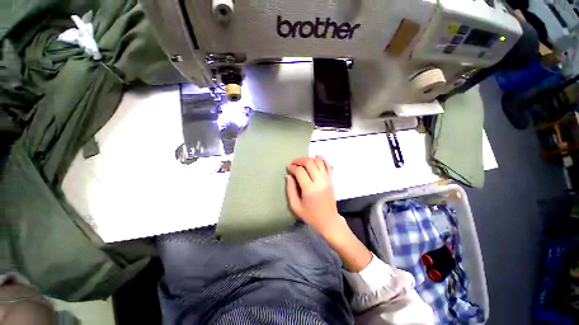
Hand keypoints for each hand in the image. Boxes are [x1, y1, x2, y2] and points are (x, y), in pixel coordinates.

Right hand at [285, 156, 343, 237]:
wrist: (329, 221)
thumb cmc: (310, 216)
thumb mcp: (295, 206)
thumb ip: (290, 190)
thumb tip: (288, 176)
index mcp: (309, 189)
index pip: (300, 171)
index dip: (292, 167)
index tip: (288, 167)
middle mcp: (319, 182)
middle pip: (310, 163)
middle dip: (300, 160)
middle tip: (294, 163)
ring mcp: (327, 180)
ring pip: (319, 162)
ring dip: (309, 158)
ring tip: (303, 162)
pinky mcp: (331, 180)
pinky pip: (328, 165)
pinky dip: (322, 159)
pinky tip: (317, 157)